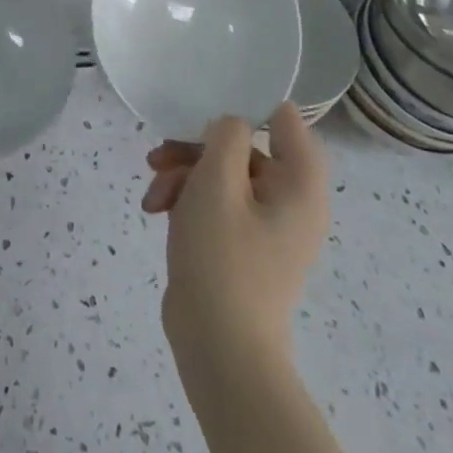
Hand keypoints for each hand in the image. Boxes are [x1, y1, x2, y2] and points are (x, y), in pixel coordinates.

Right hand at [140, 102, 329, 360]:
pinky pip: (217, 205)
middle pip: (243, 149)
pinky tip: (156, 212)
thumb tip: (231, 124)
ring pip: (222, 176)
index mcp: (300, 184)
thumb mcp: (216, 182)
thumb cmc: (222, 257)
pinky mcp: (244, 246)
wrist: (219, 347)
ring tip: (152, 196)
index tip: (203, 108)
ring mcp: (268, 227)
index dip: (246, 106)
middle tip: (157, 156)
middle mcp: (292, 202)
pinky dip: (187, 202)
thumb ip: (225, 136)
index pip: (284, 121)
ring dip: (182, 176)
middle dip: (194, 150)